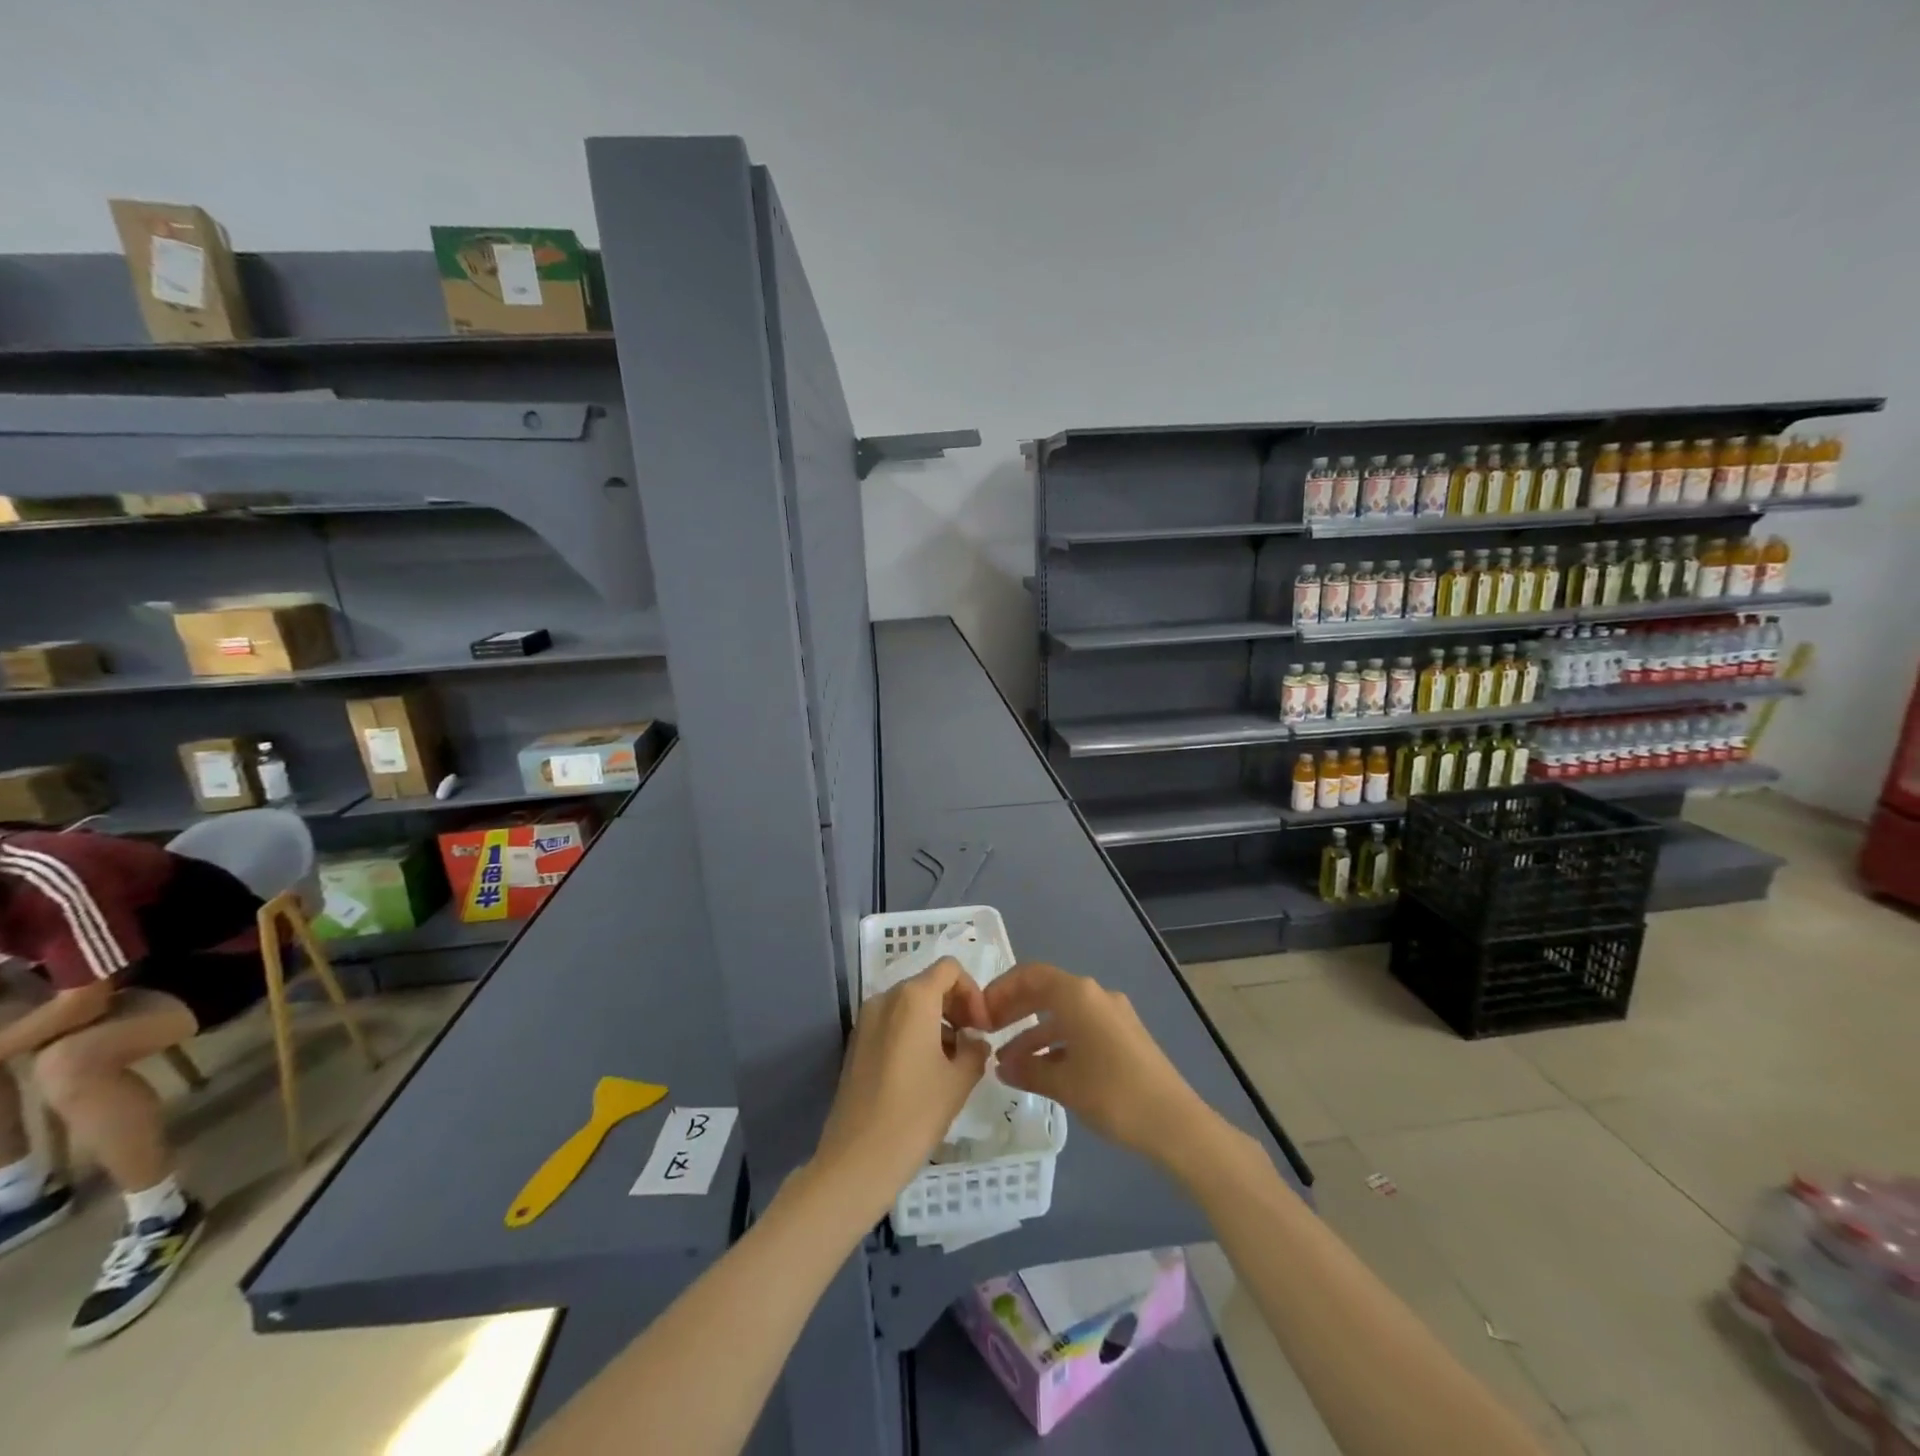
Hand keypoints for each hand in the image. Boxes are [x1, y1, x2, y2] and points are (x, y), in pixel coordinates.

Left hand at [810, 957, 990, 1220]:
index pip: (950, 969)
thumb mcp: (959, 1081)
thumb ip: (974, 1050)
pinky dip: (914, 1034)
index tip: (982, 1028)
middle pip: (929, 984)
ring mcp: (866, 1020)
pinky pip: (892, 1023)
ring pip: (910, 1005)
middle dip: (955, 1007)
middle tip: (972, 1044)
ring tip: (952, 1063)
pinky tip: (925, 1073)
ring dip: (936, 1022)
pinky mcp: (856, 1043)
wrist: (856, 1160)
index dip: (973, 992)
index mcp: (913, 998)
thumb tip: (974, 1041)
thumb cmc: (914, 1114)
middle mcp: (886, 998)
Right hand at [985, 963, 1221, 1172]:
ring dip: (1033, 1033)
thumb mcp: (1062, 1083)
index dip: (1001, 990)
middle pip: (1045, 991)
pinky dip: (1056, 1044)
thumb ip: (1027, 1070)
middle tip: (988, 1032)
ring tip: (1008, 1064)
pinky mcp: (1123, 1037)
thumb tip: (1001, 1067)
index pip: (1030, 975)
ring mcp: (1112, 1016)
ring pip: (1062, 1014)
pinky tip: (1041, 1072)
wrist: (1175, 1123)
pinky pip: (1079, 1029)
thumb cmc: (1113, 1094)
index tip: (980, 1014)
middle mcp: (1095, 995)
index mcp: (1078, 995)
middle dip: (1014, 1009)